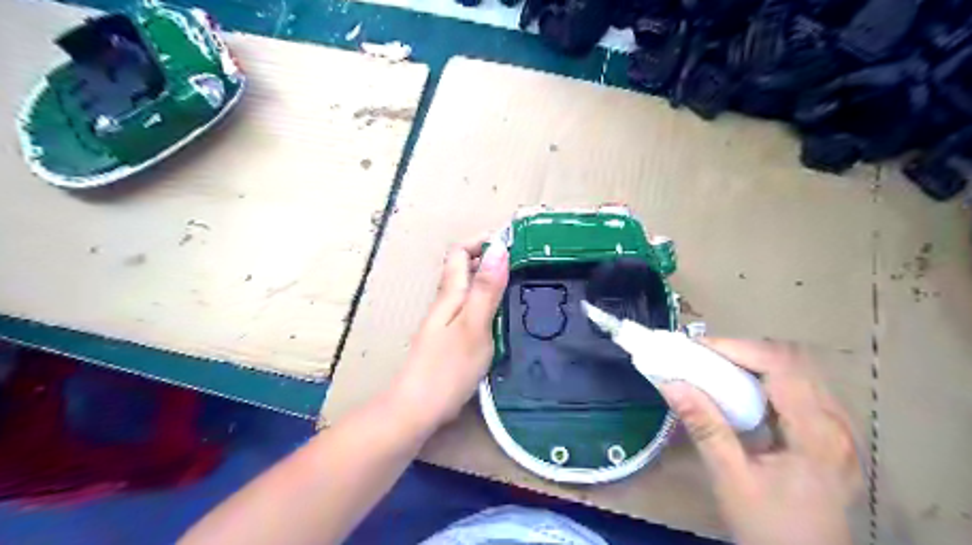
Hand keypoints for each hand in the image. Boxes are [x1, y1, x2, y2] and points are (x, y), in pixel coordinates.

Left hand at [391, 237, 509, 431]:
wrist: (416, 409)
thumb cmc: (447, 367)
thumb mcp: (473, 325)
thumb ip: (486, 289)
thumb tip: (498, 248)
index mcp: (450, 294)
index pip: (459, 252)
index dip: (481, 242)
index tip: (512, 242)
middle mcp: (446, 303)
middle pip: (464, 269)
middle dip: (490, 258)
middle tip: (524, 263)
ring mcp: (446, 323)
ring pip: (468, 290)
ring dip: (490, 280)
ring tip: (519, 285)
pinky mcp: (450, 341)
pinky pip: (470, 310)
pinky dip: (488, 303)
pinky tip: (503, 317)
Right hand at [661, 341, 864, 543]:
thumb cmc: (770, 530)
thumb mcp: (731, 480)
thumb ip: (704, 427)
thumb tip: (671, 383)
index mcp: (817, 434)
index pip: (781, 366)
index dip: (737, 348)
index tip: (696, 348)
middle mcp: (837, 424)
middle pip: (793, 362)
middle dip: (743, 351)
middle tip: (703, 358)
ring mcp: (839, 430)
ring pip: (797, 373)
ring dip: (755, 363)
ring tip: (716, 369)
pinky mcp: (832, 437)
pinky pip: (799, 390)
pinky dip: (766, 381)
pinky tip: (742, 393)